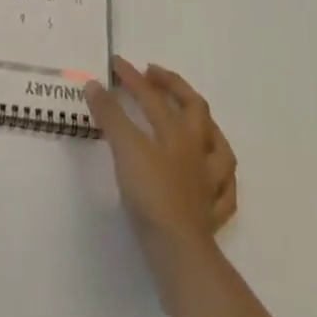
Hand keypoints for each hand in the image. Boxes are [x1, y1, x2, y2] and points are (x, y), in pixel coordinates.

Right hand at [85, 56, 237, 265]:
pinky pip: (224, 192)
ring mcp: (210, 184)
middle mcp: (198, 152)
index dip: (132, 78)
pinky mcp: (213, 216)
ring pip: (219, 148)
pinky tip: (212, 179)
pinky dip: (219, 180)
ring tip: (193, 120)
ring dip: (207, 128)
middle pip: (195, 109)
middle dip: (175, 87)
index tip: (115, 63)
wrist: (179, 252)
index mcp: (177, 133)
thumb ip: (110, 116)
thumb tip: (93, 84)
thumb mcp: (125, 149)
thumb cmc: (151, 195)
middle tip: (154, 75)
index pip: (153, 97)